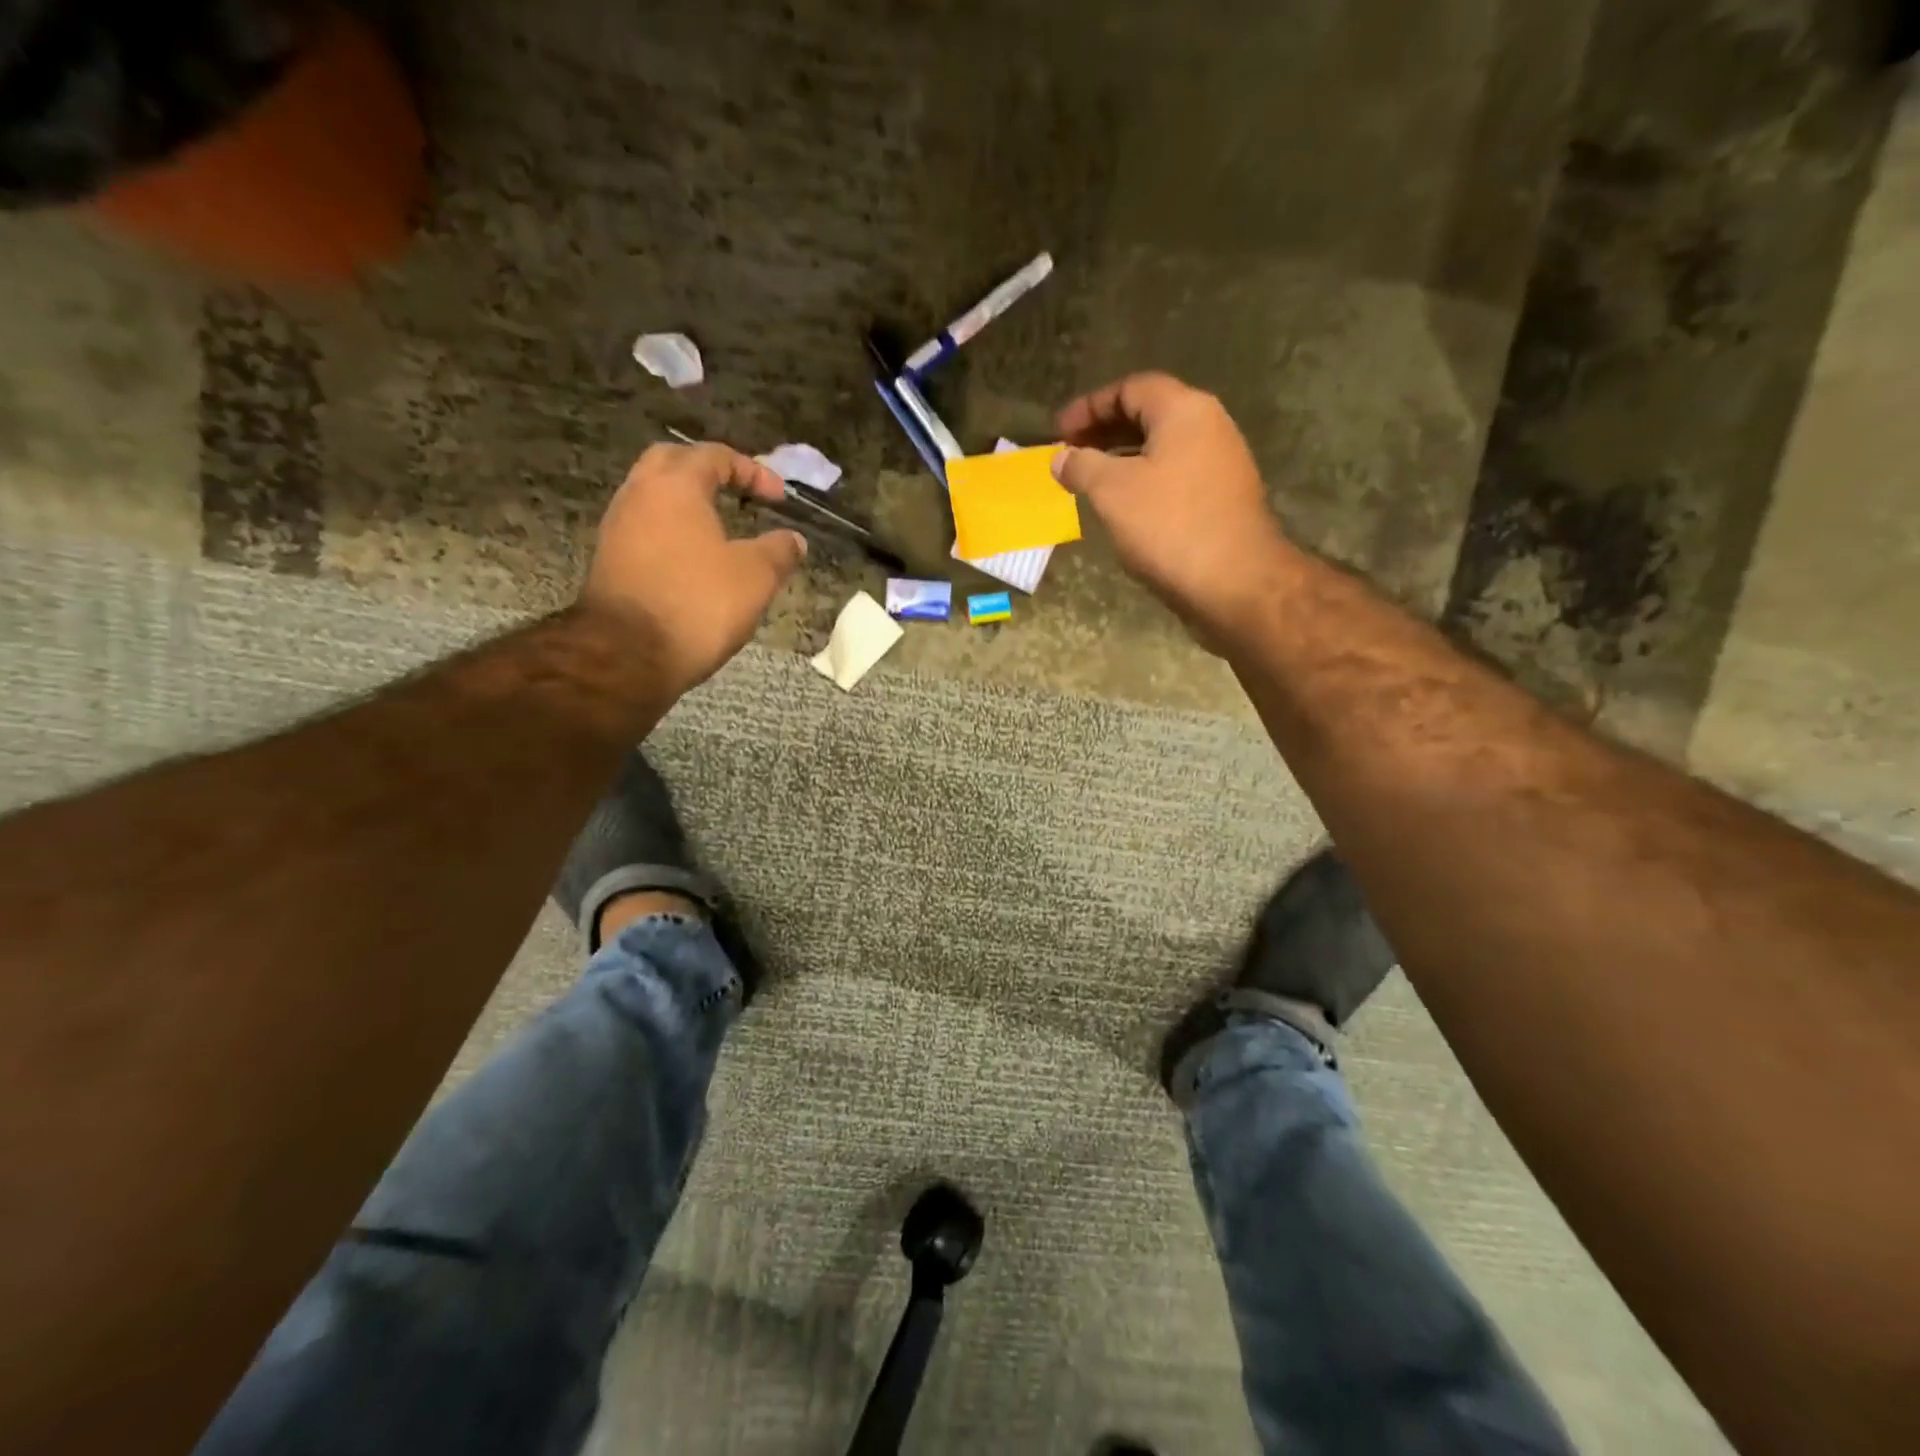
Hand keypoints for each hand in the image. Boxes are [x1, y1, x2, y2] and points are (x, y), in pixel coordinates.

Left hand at [580, 442, 806, 693]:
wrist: (626, 655)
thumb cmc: (697, 604)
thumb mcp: (756, 577)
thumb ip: (779, 551)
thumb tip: (794, 540)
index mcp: (675, 486)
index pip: (715, 456)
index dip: (753, 471)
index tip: (779, 498)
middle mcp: (639, 495)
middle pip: (673, 463)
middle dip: (710, 472)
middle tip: (739, 494)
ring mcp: (618, 528)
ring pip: (655, 497)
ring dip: (688, 504)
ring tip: (721, 529)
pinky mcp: (611, 561)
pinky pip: (646, 529)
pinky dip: (673, 532)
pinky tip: (695, 559)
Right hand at [1054, 373, 1297, 638]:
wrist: (1235, 582)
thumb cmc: (1169, 526)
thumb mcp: (1112, 491)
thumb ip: (1081, 466)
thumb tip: (1061, 457)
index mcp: (1184, 411)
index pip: (1131, 388)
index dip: (1089, 406)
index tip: (1059, 432)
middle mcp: (1210, 427)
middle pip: (1149, 414)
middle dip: (1105, 431)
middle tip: (1071, 454)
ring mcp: (1222, 464)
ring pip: (1162, 448)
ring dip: (1123, 459)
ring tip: (1090, 482)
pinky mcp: (1224, 500)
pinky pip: (1175, 476)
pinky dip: (1144, 482)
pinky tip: (1124, 509)